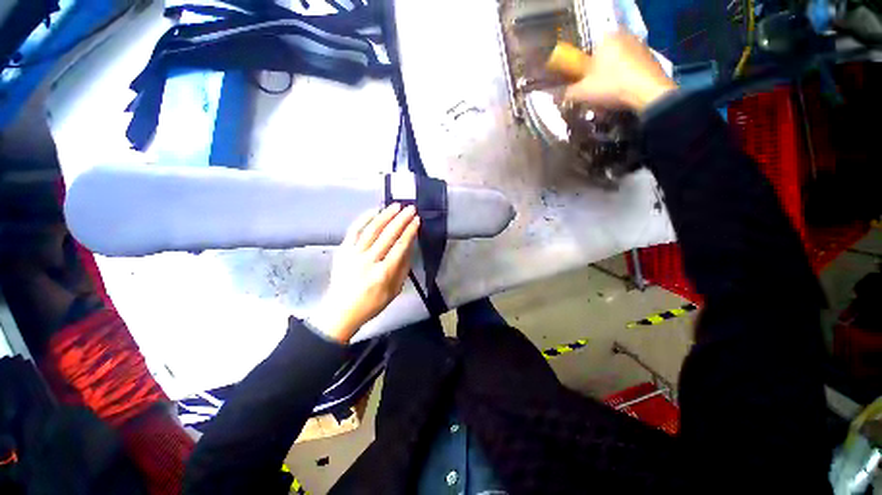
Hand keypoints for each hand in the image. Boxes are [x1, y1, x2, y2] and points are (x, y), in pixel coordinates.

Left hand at [310, 204, 419, 342]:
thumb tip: (409, 246)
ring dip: (385, 215)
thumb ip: (403, 268)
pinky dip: (364, 218)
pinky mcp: (342, 251)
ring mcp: (353, 254)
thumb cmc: (372, 304)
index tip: (417, 220)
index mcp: (383, 274)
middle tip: (410, 208)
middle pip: (388, 235)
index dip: (410, 231)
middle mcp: (368, 261)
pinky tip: (374, 211)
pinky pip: (353, 231)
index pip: (400, 247)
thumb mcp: (394, 291)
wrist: (340, 311)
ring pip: (372, 230)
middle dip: (401, 219)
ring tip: (396, 205)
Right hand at [564, 32, 677, 111]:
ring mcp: (639, 46)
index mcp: (605, 37)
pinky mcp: (650, 58)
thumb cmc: (611, 86)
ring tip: (605, 101)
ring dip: (608, 82)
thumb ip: (565, 92)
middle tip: (592, 95)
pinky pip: (629, 70)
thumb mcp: (581, 92)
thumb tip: (554, 94)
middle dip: (595, 78)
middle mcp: (623, 36)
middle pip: (602, 60)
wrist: (648, 92)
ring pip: (616, 66)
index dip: (581, 70)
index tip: (580, 84)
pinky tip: (620, 97)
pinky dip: (623, 83)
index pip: (587, 51)